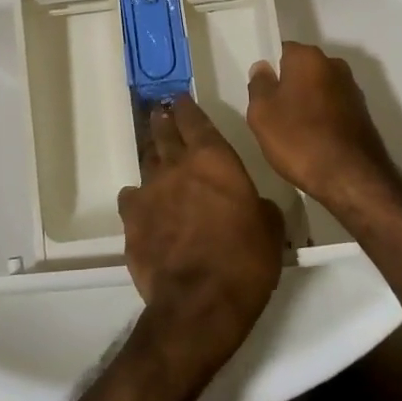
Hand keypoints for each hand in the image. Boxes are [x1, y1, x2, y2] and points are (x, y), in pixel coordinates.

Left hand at [117, 96, 284, 377]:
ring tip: (153, 153)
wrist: (199, 302)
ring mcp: (150, 192)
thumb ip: (257, 205)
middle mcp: (177, 166)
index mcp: (214, 159)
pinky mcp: (131, 221)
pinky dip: (137, 198)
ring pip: (147, 163)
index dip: (187, 108)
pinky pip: (131, 199)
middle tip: (159, 113)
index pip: (195, 120)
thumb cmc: (245, 259)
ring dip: (152, 156)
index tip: (180, 98)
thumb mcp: (270, 227)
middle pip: (165, 134)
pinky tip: (140, 205)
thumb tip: (251, 205)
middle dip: (163, 121)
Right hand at [245, 42, 397, 204]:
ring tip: (292, 133)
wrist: (351, 178)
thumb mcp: (261, 113)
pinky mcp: (362, 113)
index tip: (260, 93)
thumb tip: (263, 68)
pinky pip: (332, 108)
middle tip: (272, 115)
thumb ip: (259, 84)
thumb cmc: (299, 139)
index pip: (281, 50)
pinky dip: (322, 119)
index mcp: (308, 57)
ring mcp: (352, 89)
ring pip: (318, 89)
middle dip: (287, 86)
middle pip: (301, 70)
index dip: (268, 71)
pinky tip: (312, 142)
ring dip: (306, 104)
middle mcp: (334, 65)